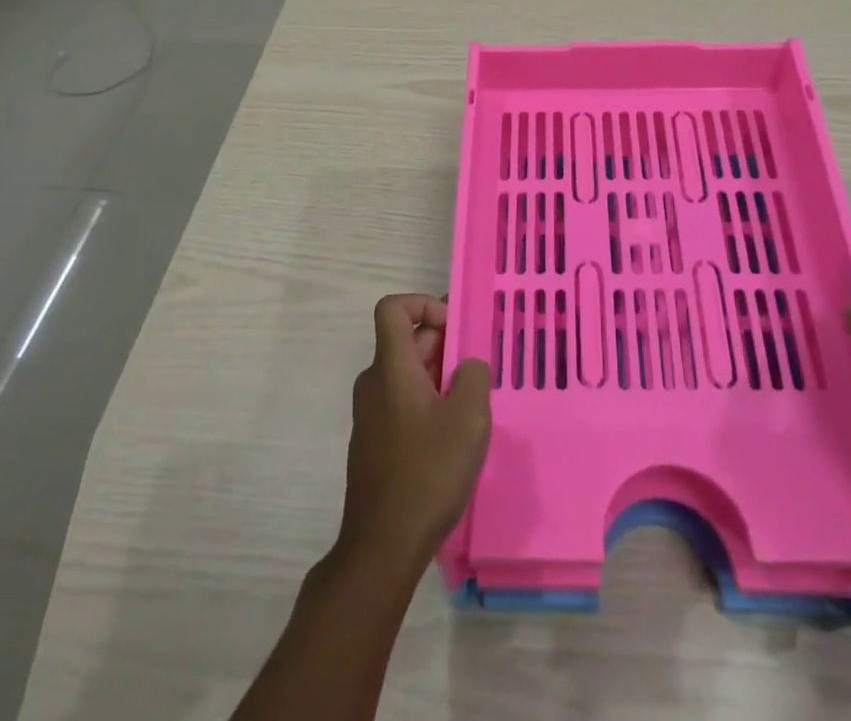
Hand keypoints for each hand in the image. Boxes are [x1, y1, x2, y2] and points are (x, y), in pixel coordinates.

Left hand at [336, 295, 491, 576]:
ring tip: (471, 407)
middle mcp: (374, 382)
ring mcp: (371, 414)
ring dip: (440, 376)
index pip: (393, 308)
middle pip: (407, 340)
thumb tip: (468, 366)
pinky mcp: (375, 441)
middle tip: (478, 372)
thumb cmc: (427, 474)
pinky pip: (403, 401)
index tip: (454, 330)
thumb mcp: (468, 418)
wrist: (382, 547)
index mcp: (391, 368)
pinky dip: (428, 402)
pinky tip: (451, 437)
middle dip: (444, 345)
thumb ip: (474, 376)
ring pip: (408, 373)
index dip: (424, 304)